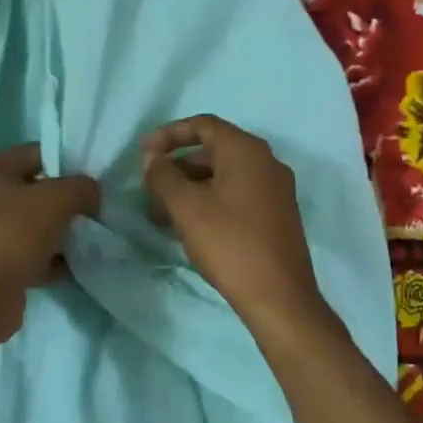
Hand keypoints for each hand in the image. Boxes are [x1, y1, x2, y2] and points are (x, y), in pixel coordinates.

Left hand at [0, 144, 100, 342]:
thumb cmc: (12, 236)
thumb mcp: (55, 200)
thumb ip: (81, 187)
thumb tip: (92, 191)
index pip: (38, 152)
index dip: (68, 160)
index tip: (96, 177)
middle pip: (40, 191)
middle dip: (70, 201)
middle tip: (100, 209)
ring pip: (39, 225)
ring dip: (65, 233)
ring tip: (95, 239)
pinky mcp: (0, 266)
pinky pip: (36, 256)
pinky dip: (56, 261)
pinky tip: (79, 268)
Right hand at [141, 115, 330, 338]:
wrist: (278, 296)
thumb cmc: (229, 243)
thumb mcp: (186, 206)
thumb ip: (163, 175)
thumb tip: (153, 159)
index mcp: (246, 150)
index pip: (203, 125)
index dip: (169, 134)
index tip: (143, 153)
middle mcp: (265, 162)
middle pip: (212, 151)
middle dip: (176, 167)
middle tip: (149, 188)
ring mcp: (275, 190)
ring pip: (223, 176)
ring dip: (189, 188)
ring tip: (161, 214)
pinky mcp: (276, 215)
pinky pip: (236, 195)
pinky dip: (209, 202)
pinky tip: (187, 227)